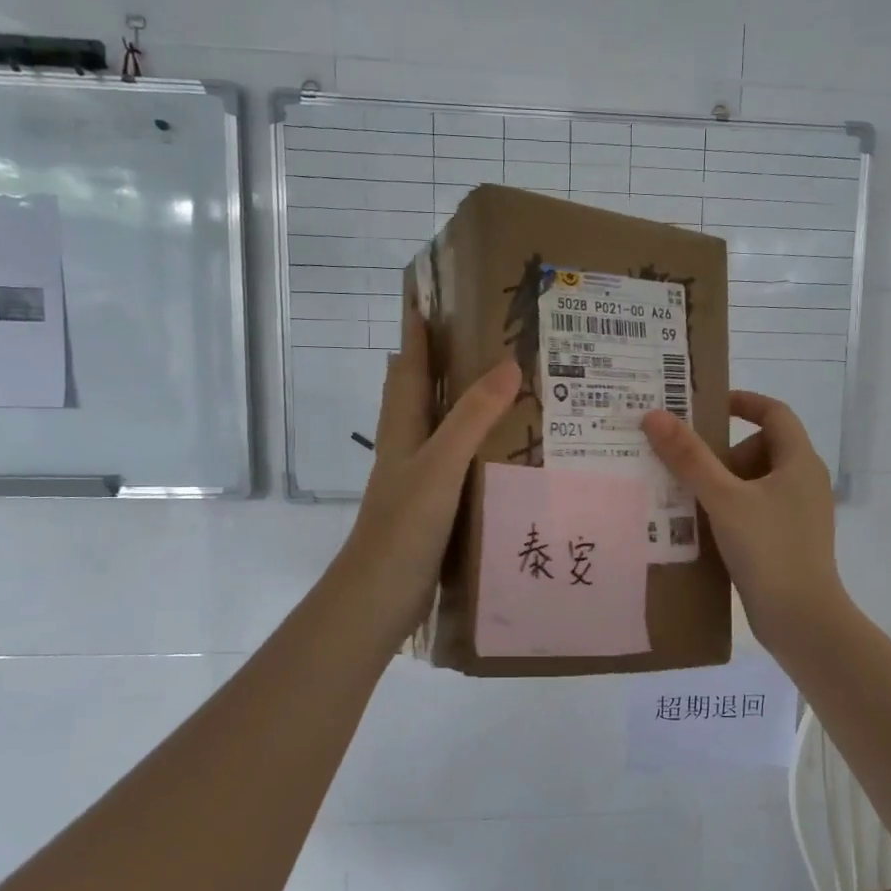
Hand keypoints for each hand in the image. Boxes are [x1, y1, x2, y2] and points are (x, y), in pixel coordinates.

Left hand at [338, 307, 520, 644]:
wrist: (378, 598)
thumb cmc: (403, 527)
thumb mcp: (441, 466)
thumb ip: (472, 418)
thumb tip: (509, 364)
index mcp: (404, 428)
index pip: (411, 365)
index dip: (418, 328)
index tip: (432, 292)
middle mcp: (410, 447)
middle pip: (424, 391)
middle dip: (446, 359)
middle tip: (490, 336)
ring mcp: (421, 479)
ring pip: (445, 427)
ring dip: (468, 404)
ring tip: (512, 387)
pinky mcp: (436, 507)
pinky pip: (462, 463)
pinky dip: (481, 447)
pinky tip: (510, 453)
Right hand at [642, 392, 847, 651]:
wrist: (801, 620)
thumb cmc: (769, 549)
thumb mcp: (724, 499)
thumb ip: (689, 458)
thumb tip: (655, 416)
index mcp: (800, 461)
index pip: (775, 412)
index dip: (743, 402)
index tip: (707, 407)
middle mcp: (804, 481)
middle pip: (761, 447)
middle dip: (723, 452)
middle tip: (688, 466)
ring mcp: (799, 513)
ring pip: (755, 481)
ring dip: (722, 484)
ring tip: (687, 498)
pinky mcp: (789, 540)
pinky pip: (756, 509)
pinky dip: (731, 509)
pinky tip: (703, 528)